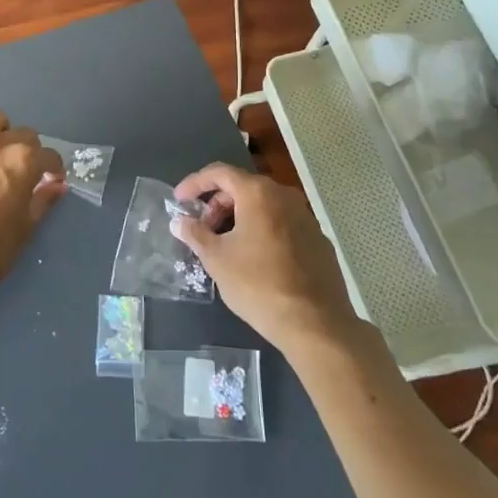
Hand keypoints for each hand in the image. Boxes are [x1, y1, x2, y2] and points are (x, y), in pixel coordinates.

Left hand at [0, 111, 64, 320]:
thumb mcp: (24, 229)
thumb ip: (43, 200)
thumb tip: (57, 185)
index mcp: (22, 161)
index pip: (48, 155)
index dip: (53, 169)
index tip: (50, 180)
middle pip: (23, 134)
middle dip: (29, 152)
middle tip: (22, 173)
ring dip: (1, 137)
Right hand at [170, 163, 360, 351]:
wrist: (316, 325)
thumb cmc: (258, 285)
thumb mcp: (217, 259)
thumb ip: (195, 234)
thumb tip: (179, 221)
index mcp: (258, 193)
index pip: (220, 172)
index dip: (195, 183)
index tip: (179, 200)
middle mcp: (284, 196)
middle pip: (243, 187)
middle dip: (217, 204)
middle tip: (202, 229)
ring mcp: (306, 217)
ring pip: (264, 206)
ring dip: (240, 218)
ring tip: (226, 245)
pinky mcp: (318, 240)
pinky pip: (282, 224)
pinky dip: (263, 230)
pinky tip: (256, 259)